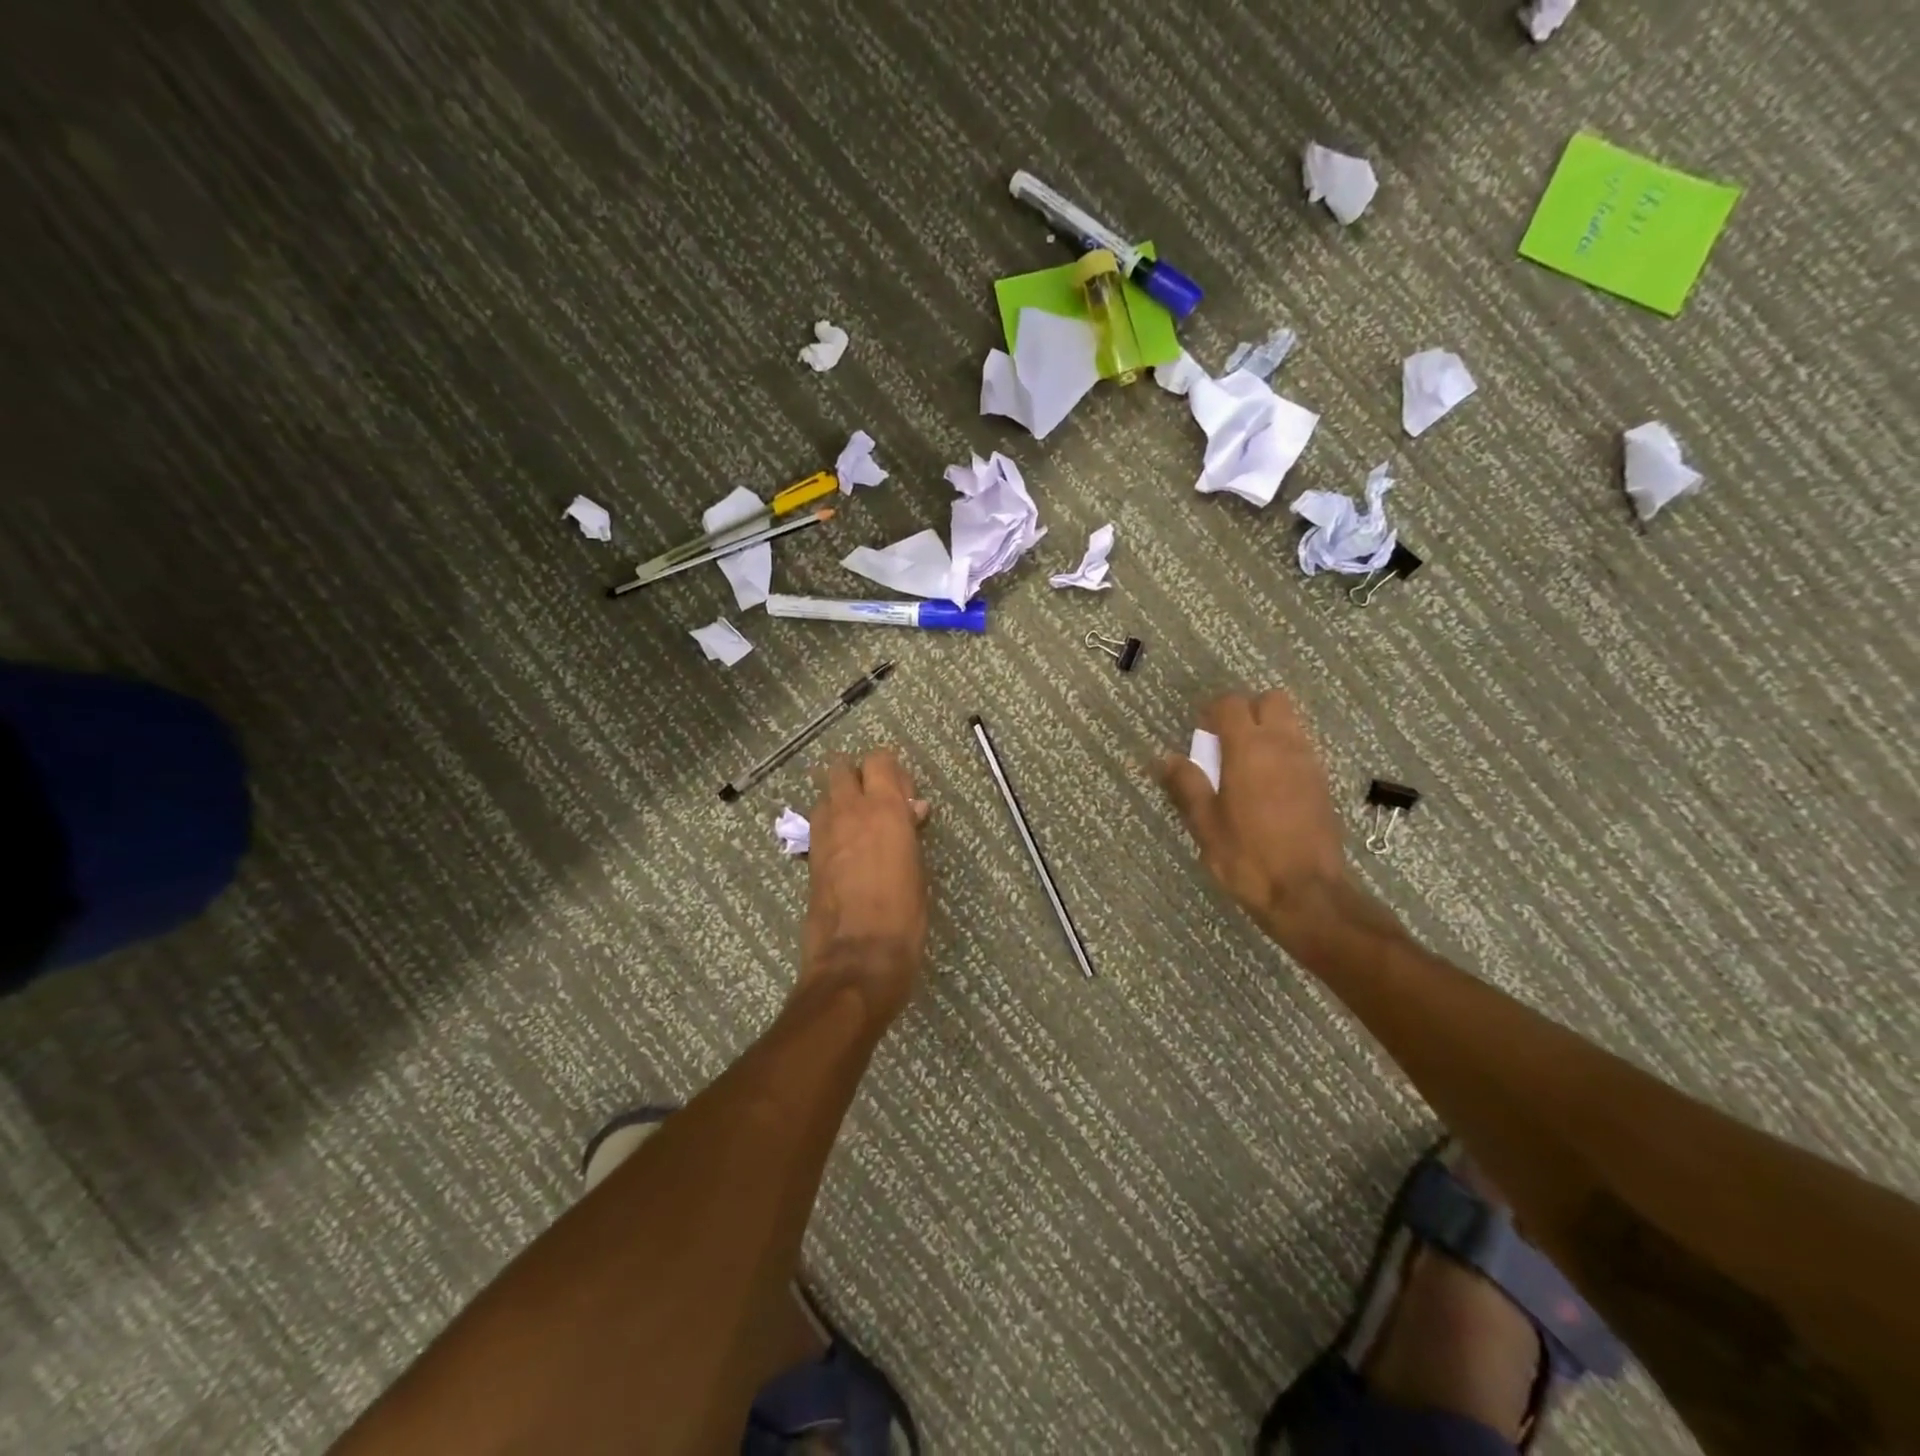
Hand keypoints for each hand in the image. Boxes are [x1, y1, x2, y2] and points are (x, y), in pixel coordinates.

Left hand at [799, 749, 931, 1017]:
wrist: (857, 957)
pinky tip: (847, 851)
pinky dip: (831, 825)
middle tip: (877, 802)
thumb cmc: (903, 914)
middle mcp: (849, 810)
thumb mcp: (918, 867)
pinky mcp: (809, 856)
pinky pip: (819, 823)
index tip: (904, 795)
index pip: (880, 759)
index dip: (891, 771)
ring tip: (860, 827)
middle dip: (857, 775)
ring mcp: (823, 832)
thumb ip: (909, 831)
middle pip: (841, 766)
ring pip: (825, 793)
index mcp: (884, 808)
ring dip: (841, 799)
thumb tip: (911, 810)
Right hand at [1157, 690, 1352, 948]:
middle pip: (1271, 701)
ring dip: (1268, 730)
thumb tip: (1166, 759)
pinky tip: (1269, 786)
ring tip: (1246, 765)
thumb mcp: (1205, 824)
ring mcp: (1309, 763)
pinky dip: (1284, 753)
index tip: (1200, 733)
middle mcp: (1283, 745)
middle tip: (1226, 741)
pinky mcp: (1323, 784)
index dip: (1212, 711)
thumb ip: (1187, 785)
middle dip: (1248, 711)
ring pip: (1291, 723)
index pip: (1232, 704)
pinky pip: (1302, 749)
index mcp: (1249, 749)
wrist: (1307, 893)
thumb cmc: (1247, 857)